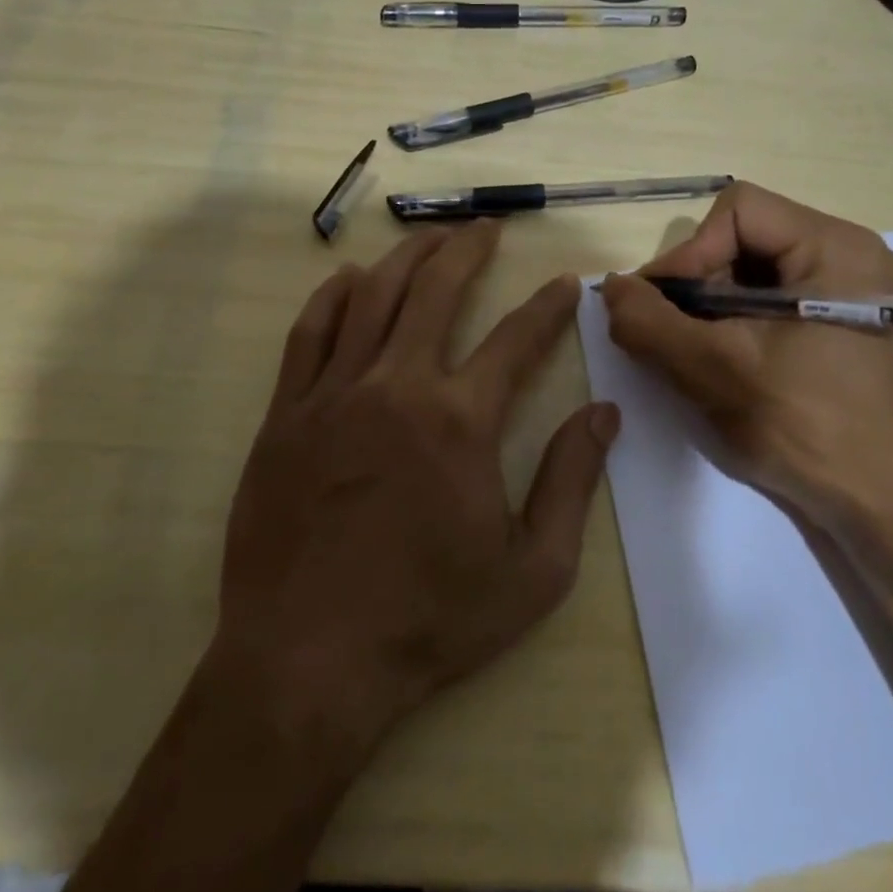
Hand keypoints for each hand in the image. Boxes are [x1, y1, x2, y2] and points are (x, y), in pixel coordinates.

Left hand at [209, 220, 618, 755]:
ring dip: (407, 258)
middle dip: (468, 250)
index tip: (566, 283)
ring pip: (373, 298)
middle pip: (437, 291)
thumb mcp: (532, 570)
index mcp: (461, 421)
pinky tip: (351, 278)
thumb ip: (571, 482)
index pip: (517, 339)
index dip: (548, 306)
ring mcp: (335, 395)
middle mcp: (399, 387)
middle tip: (487, 228)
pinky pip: (311, 333)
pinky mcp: (288, 414)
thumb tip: (604, 413)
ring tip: (430, 238)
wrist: (308, 663)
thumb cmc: (430, 619)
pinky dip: (334, 296)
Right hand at [599, 182, 892, 546]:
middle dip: (698, 281)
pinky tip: (721, 358)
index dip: (689, 252)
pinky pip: (773, 298)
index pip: (739, 211)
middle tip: (668, 331)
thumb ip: (649, 322)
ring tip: (690, 348)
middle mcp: (851, 255)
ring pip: (754, 270)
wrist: (879, 510)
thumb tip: (611, 287)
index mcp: (837, 248)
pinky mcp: (843, 322)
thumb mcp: (713, 371)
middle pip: (746, 237)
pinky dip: (735, 320)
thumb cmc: (804, 431)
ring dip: (711, 305)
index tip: (658, 306)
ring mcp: (851, 290)